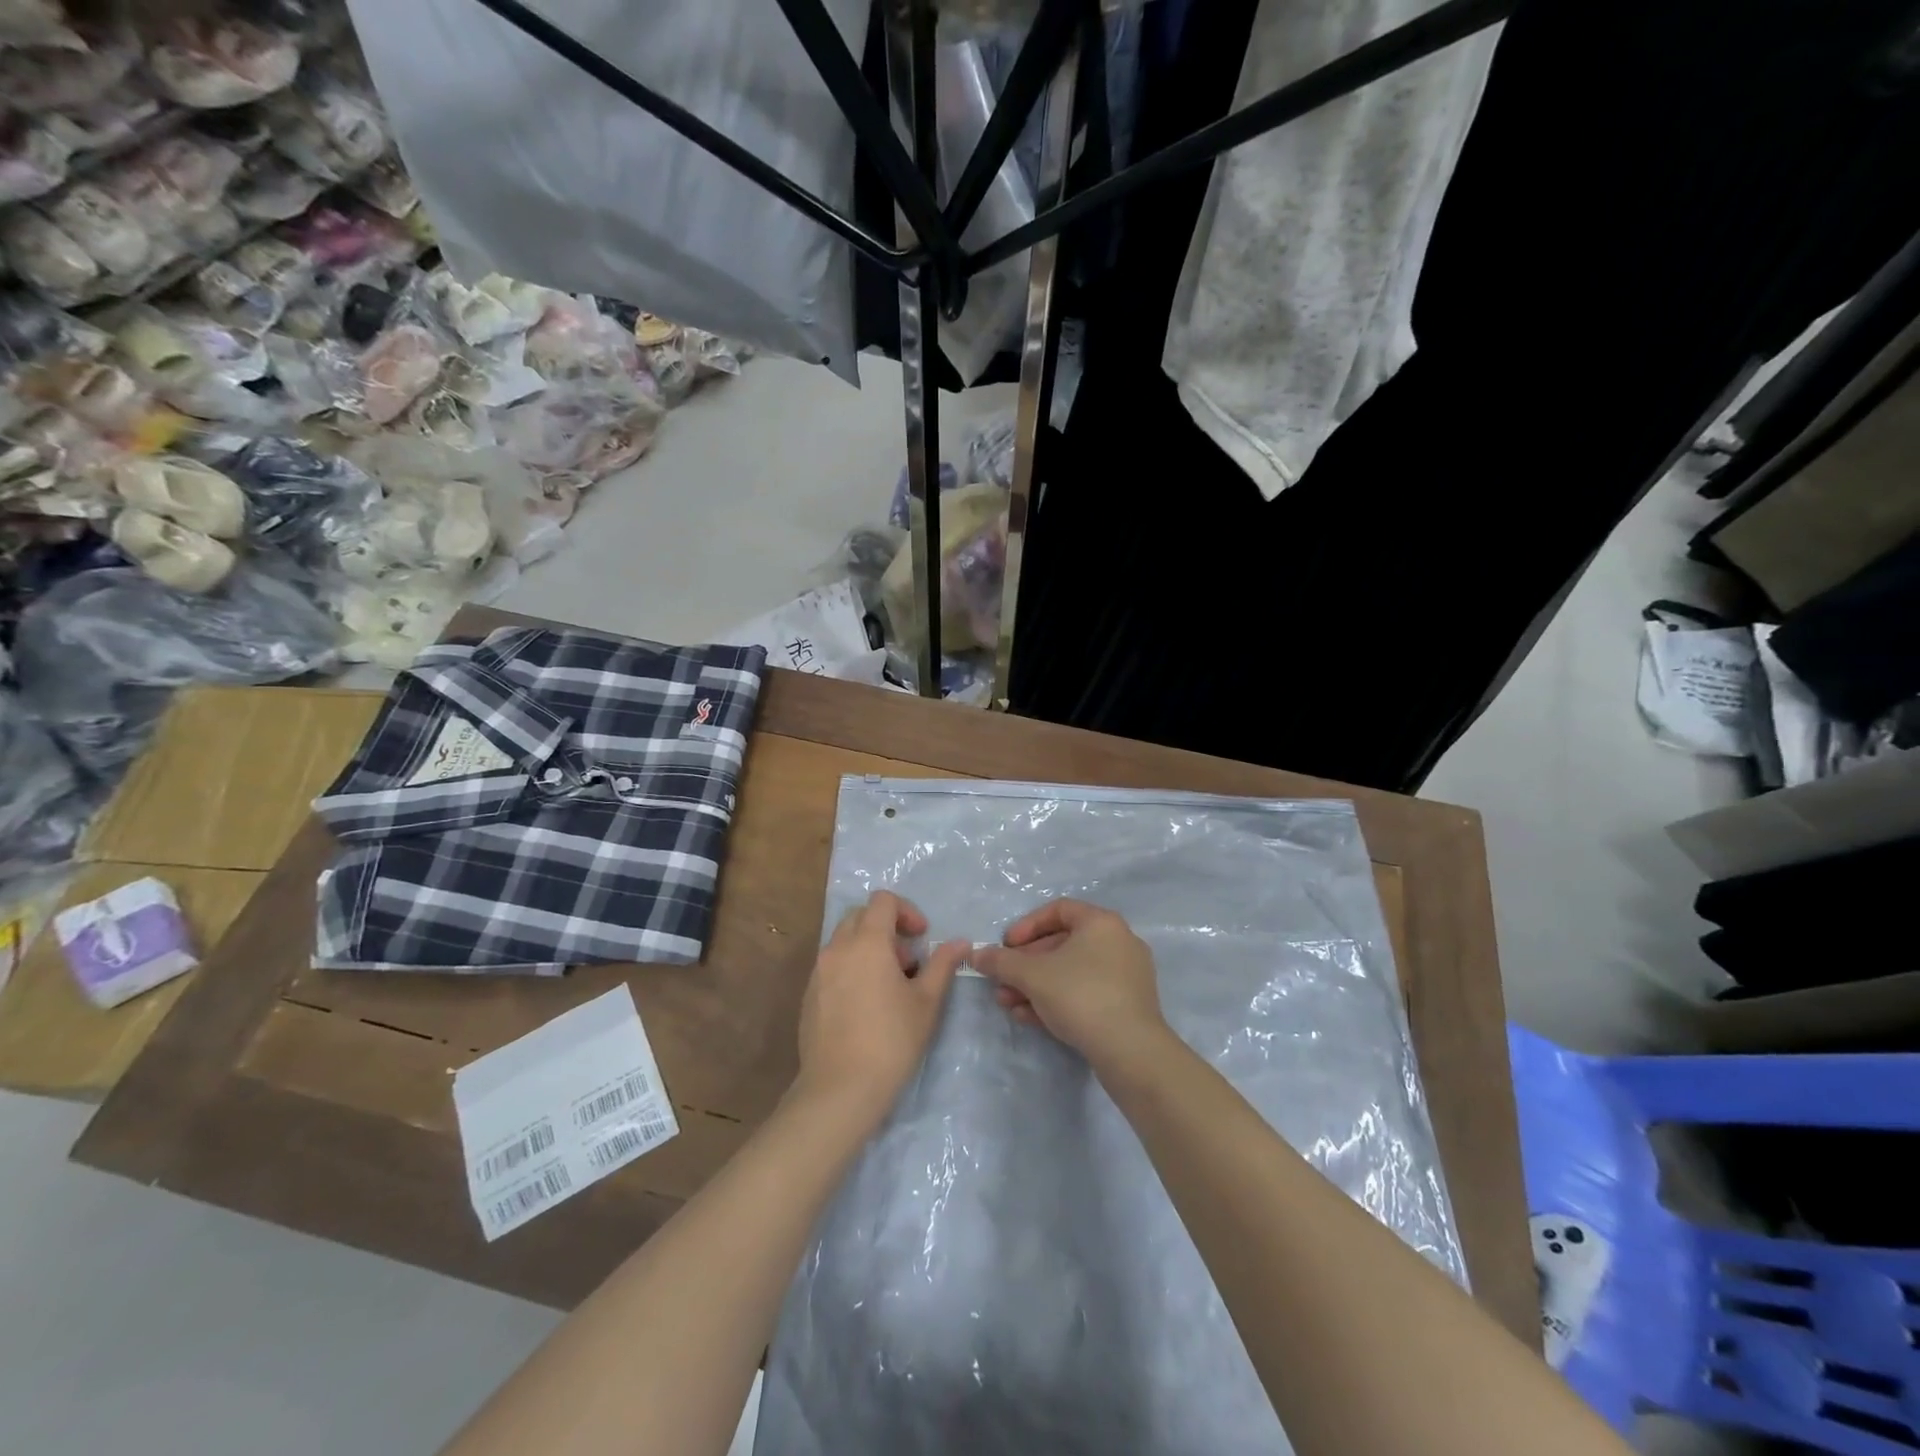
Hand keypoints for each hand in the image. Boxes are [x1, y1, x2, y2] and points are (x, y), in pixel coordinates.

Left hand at [795, 891, 966, 1115]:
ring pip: (845, 941)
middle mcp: (837, 948)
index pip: (883, 901)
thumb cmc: (891, 1040)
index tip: (922, 938)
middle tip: (907, 962)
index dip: (907, 911)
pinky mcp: (809, 995)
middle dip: (887, 929)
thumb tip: (960, 942)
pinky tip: (866, 1006)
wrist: (840, 1089)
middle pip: (861, 916)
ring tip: (889, 987)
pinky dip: (852, 968)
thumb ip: (942, 964)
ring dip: (869, 949)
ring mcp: (818, 972)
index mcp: (867, 942)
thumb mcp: (927, 1001)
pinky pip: (833, 966)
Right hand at [970, 898, 1168, 1071]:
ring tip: (1009, 1004)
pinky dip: (1058, 1000)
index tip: (1005, 946)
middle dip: (1026, 964)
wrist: (1130, 1051)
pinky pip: (1086, 993)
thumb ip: (1001, 962)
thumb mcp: (1032, 975)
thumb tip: (976, 955)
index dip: (1026, 926)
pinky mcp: (1128, 1005)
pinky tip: (1030, 1018)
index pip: (1058, 910)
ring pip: (1071, 972)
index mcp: (1102, 923)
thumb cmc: (1080, 996)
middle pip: (1062, 944)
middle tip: (1002, 981)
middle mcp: (1119, 942)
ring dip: (1036, 985)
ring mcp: (1126, 975)